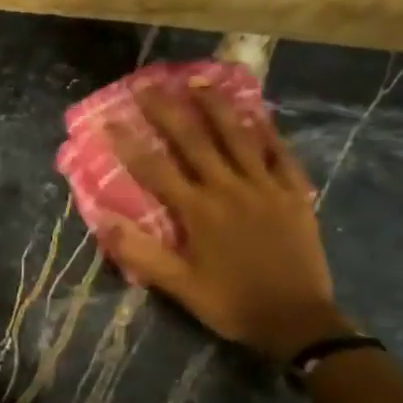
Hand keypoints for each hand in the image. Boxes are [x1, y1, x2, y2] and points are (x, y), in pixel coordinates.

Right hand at [101, 81, 345, 361]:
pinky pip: (280, 155)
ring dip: (216, 106)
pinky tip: (258, 113)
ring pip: (238, 137)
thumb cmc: (232, 304)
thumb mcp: (180, 287)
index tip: (109, 119)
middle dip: (167, 110)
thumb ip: (142, 254)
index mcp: (199, 212)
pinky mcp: (294, 194)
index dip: (130, 143)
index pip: (156, 169)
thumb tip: (103, 222)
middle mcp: (229, 189)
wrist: (298, 322)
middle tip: (147, 83)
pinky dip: (268, 132)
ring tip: (198, 80)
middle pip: (194, 141)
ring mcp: (265, 188)